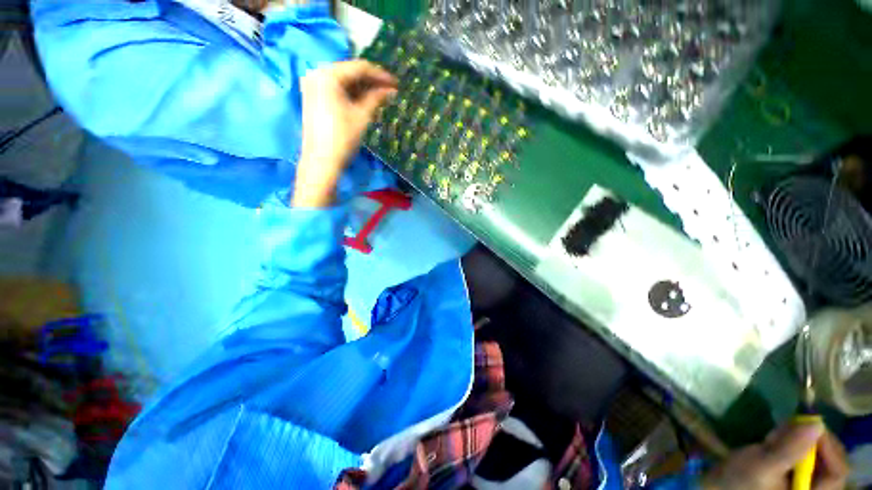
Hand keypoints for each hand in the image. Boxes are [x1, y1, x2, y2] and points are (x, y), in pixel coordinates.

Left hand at [293, 61, 396, 206]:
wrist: (321, 161)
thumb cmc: (342, 138)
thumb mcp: (362, 116)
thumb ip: (376, 98)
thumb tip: (391, 90)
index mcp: (328, 75)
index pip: (359, 67)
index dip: (380, 75)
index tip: (396, 83)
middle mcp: (318, 73)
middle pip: (350, 72)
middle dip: (371, 81)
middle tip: (390, 90)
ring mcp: (313, 85)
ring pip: (344, 81)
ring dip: (363, 87)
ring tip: (381, 96)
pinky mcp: (314, 97)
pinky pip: (336, 89)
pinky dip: (352, 93)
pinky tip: (365, 100)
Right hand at [701, 422, 848, 489]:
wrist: (717, 486)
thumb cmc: (741, 481)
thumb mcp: (763, 465)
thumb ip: (789, 448)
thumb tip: (816, 422)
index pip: (836, 473)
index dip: (829, 447)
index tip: (812, 424)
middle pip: (829, 464)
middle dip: (813, 442)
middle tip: (793, 426)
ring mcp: (801, 485)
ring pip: (816, 458)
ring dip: (800, 441)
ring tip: (777, 434)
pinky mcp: (790, 476)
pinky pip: (803, 458)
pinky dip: (791, 444)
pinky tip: (774, 439)